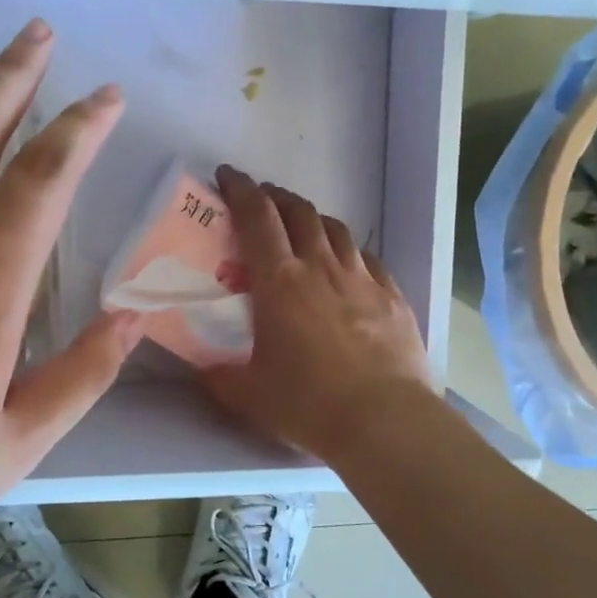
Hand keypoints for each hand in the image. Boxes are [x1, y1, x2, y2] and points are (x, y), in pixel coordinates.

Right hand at [201, 166, 434, 462]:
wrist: (385, 421)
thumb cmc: (308, 403)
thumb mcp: (249, 395)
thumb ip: (219, 377)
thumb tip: (203, 370)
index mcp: (280, 282)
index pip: (256, 218)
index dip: (240, 190)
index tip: (228, 176)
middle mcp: (321, 268)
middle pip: (299, 213)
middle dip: (276, 197)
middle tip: (262, 200)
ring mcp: (362, 279)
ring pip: (336, 230)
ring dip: (313, 218)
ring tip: (303, 226)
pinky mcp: (393, 297)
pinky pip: (368, 259)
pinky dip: (350, 252)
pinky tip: (348, 264)